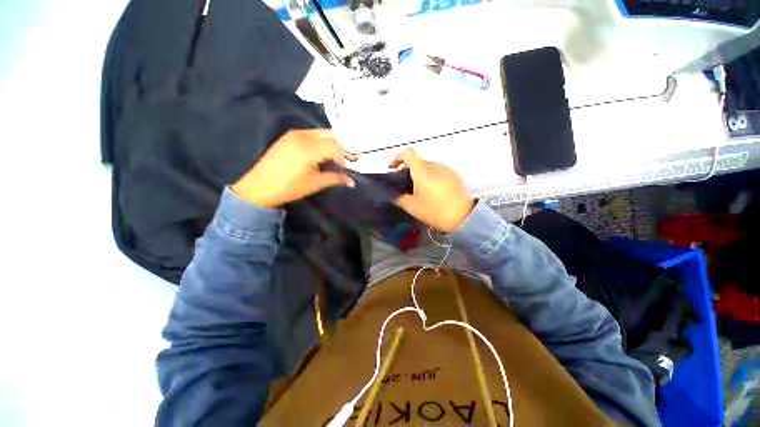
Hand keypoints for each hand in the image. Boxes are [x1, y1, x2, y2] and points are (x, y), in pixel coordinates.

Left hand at [231, 129, 354, 207]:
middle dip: (341, 146)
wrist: (259, 187)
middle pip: (330, 135)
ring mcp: (294, 134)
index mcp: (308, 148)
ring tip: (337, 157)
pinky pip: (312, 134)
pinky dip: (321, 141)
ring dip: (332, 143)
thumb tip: (352, 181)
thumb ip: (336, 178)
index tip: (349, 167)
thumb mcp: (315, 184)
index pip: (335, 146)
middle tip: (347, 159)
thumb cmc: (289, 187)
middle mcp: (302, 135)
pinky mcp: (289, 136)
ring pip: (321, 133)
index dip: (346, 156)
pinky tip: (323, 152)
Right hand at [390, 149, 474, 232]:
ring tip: (420, 191)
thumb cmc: (436, 211)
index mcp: (423, 170)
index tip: (392, 168)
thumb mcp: (412, 207)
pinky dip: (431, 178)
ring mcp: (447, 169)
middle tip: (405, 186)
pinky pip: (438, 172)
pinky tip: (433, 192)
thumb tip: (393, 194)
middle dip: (408, 170)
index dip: (397, 158)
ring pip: (428, 167)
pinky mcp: (455, 175)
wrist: (464, 217)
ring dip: (420, 175)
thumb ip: (399, 198)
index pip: (408, 153)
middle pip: (418, 161)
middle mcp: (435, 165)